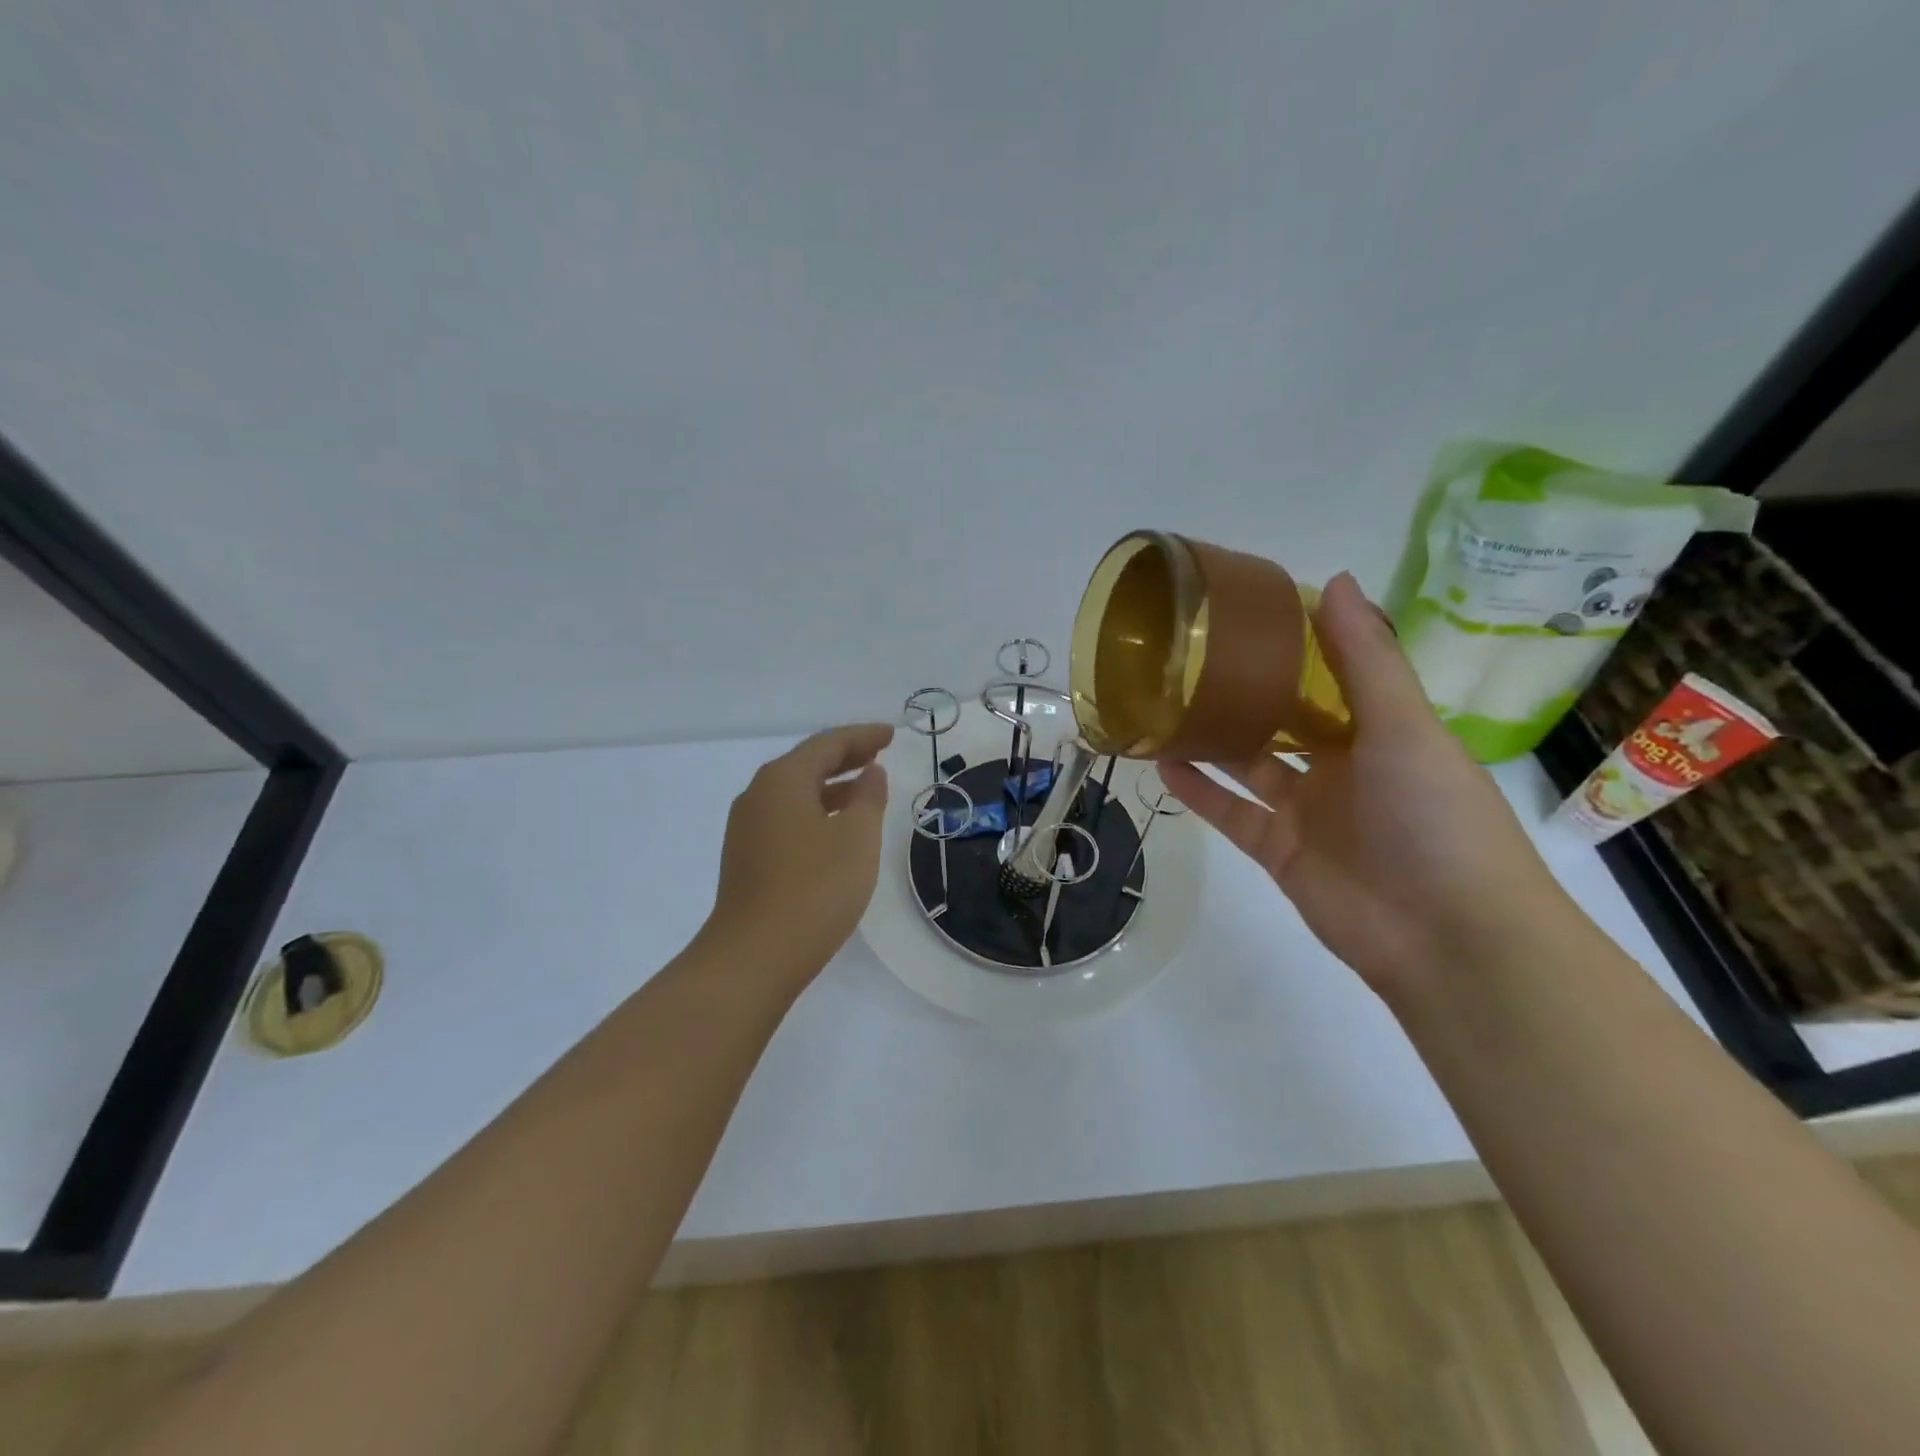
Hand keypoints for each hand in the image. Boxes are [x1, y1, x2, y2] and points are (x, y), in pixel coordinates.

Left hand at [707, 722, 894, 992]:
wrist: (754, 957)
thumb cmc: (814, 888)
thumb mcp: (856, 837)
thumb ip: (868, 798)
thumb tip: (870, 773)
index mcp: (782, 780)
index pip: (827, 744)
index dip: (862, 737)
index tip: (891, 734)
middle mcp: (758, 796)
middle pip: (806, 764)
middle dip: (845, 757)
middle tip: (879, 754)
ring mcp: (747, 829)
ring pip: (795, 793)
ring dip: (831, 787)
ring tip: (864, 791)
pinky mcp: (747, 858)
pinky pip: (787, 818)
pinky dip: (816, 812)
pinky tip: (835, 830)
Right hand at [1160, 574, 1572, 999]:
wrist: (1447, 938)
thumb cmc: (1436, 818)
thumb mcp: (1405, 726)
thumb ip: (1365, 658)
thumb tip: (1336, 580)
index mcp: (1382, 730)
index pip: (1334, 676)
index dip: (1299, 644)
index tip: (1251, 612)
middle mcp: (1343, 766)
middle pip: (1284, 720)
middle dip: (1246, 691)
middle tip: (1192, 657)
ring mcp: (1307, 811)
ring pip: (1249, 765)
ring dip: (1212, 738)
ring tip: (1166, 703)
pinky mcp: (1278, 850)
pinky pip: (1230, 812)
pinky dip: (1198, 790)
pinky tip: (1162, 761)